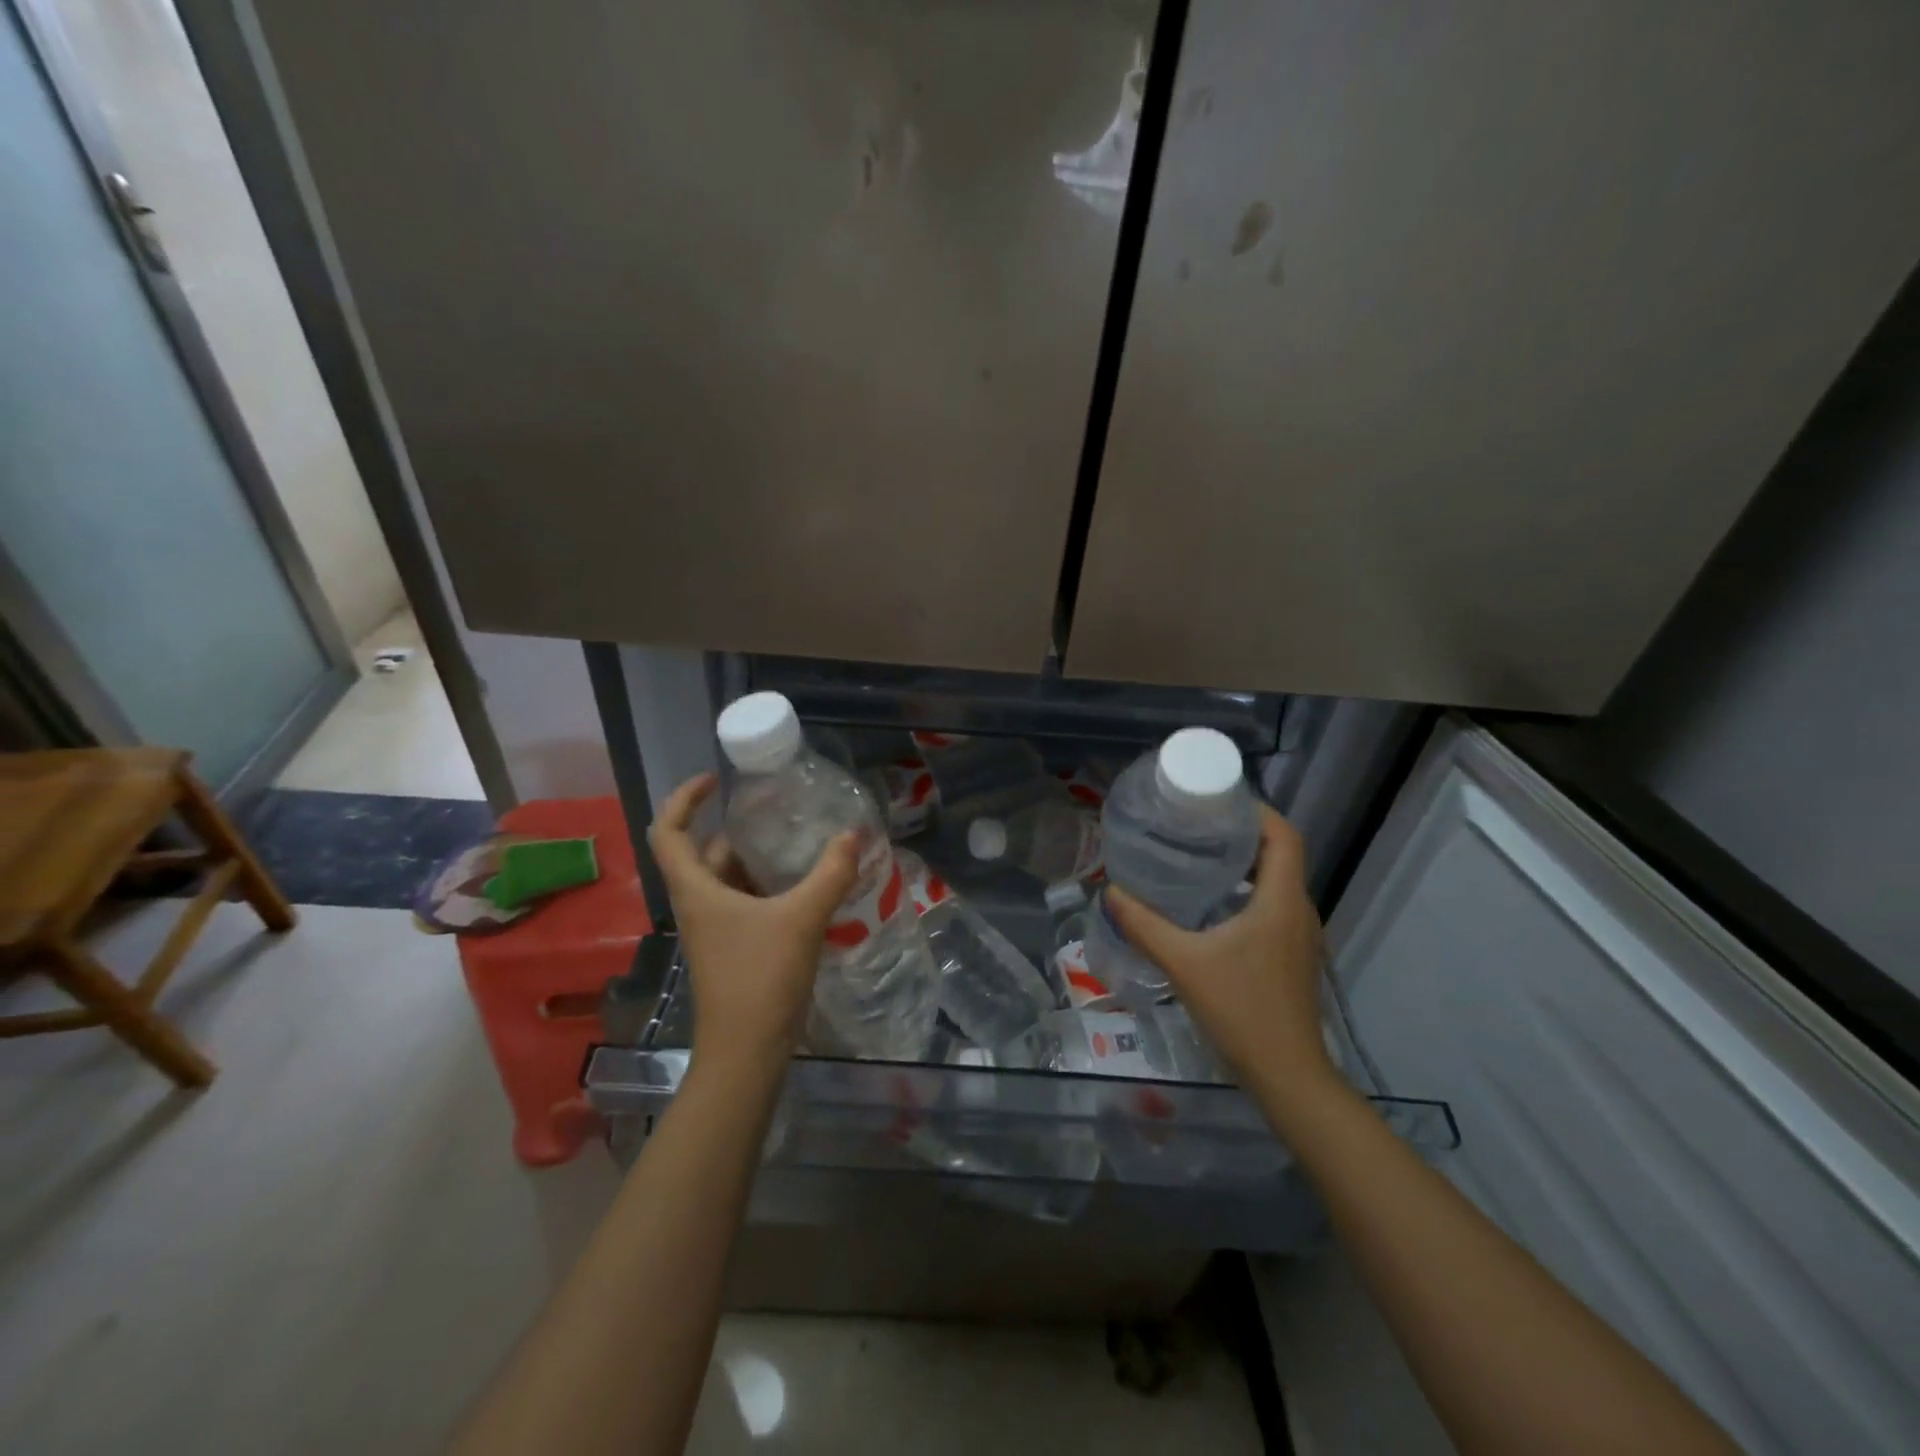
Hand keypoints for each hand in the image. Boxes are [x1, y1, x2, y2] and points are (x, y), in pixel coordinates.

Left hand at [648, 774, 858, 1077]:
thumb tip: (853, 836)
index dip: (683, 799)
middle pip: (706, 853)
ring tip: (797, 841)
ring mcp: (715, 930)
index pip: (669, 832)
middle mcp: (698, 905)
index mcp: (696, 890)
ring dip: (757, 859)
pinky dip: (769, 887)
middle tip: (777, 810)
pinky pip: (746, 903)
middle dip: (737, 828)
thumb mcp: (801, 919)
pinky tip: (805, 885)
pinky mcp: (734, 948)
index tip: (714, 781)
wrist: (747, 1052)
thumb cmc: (760, 978)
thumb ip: (830, 874)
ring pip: (729, 880)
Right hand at [1106, 805, 1335, 1102]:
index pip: (1284, 835)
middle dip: (1241, 833)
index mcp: (1281, 900)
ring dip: (1244, 863)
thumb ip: (1144, 924)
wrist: (1287, 1075)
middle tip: (1195, 825)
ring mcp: (1300, 935)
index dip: (1257, 810)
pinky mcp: (1293, 954)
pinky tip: (1210, 906)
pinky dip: (1247, 891)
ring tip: (1197, 857)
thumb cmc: (1241, 1010)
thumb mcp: (1183, 963)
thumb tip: (1111, 891)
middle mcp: (1298, 909)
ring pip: (1276, 881)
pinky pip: (1273, 905)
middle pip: (1279, 854)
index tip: (1217, 800)